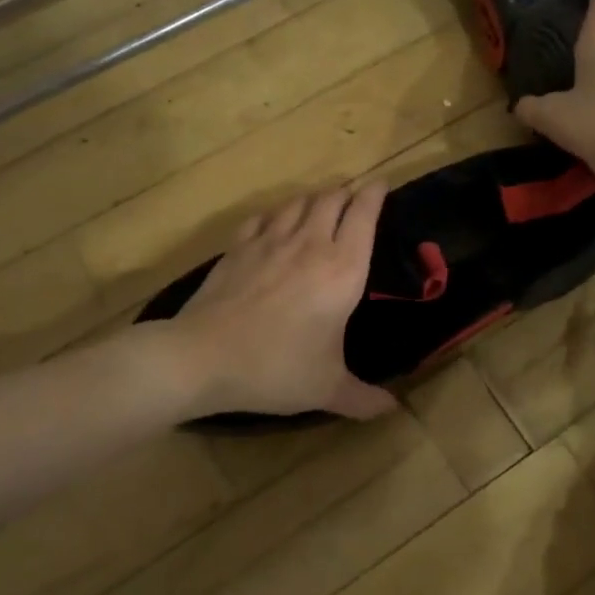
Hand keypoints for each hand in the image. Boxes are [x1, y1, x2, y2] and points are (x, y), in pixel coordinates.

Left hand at [174, 184, 398, 420]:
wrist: (203, 357)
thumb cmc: (276, 368)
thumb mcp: (326, 389)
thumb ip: (363, 398)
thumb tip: (391, 409)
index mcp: (342, 269)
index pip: (364, 215)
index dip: (375, 194)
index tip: (382, 185)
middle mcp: (311, 244)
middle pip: (332, 199)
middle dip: (347, 192)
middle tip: (354, 197)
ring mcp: (270, 241)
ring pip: (298, 202)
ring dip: (315, 198)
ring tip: (321, 205)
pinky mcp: (238, 247)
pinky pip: (263, 216)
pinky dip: (277, 213)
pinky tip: (276, 222)